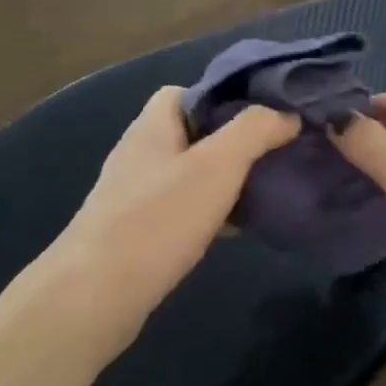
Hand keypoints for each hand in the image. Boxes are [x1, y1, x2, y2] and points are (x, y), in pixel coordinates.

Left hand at [54, 86, 299, 327]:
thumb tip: (288, 115)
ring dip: (226, 179)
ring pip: (192, 172)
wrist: (97, 294)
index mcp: (153, 124)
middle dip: (235, 141)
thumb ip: (255, 131)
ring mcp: (137, 192)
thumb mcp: (217, 165)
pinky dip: (211, 210)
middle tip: (274, 155)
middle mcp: (142, 152)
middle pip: (195, 132)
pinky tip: (236, 228)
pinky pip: (184, 206)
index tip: (266, 116)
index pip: (189, 91)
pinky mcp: (139, 228)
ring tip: (265, 190)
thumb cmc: (159, 219)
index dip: (227, 97)